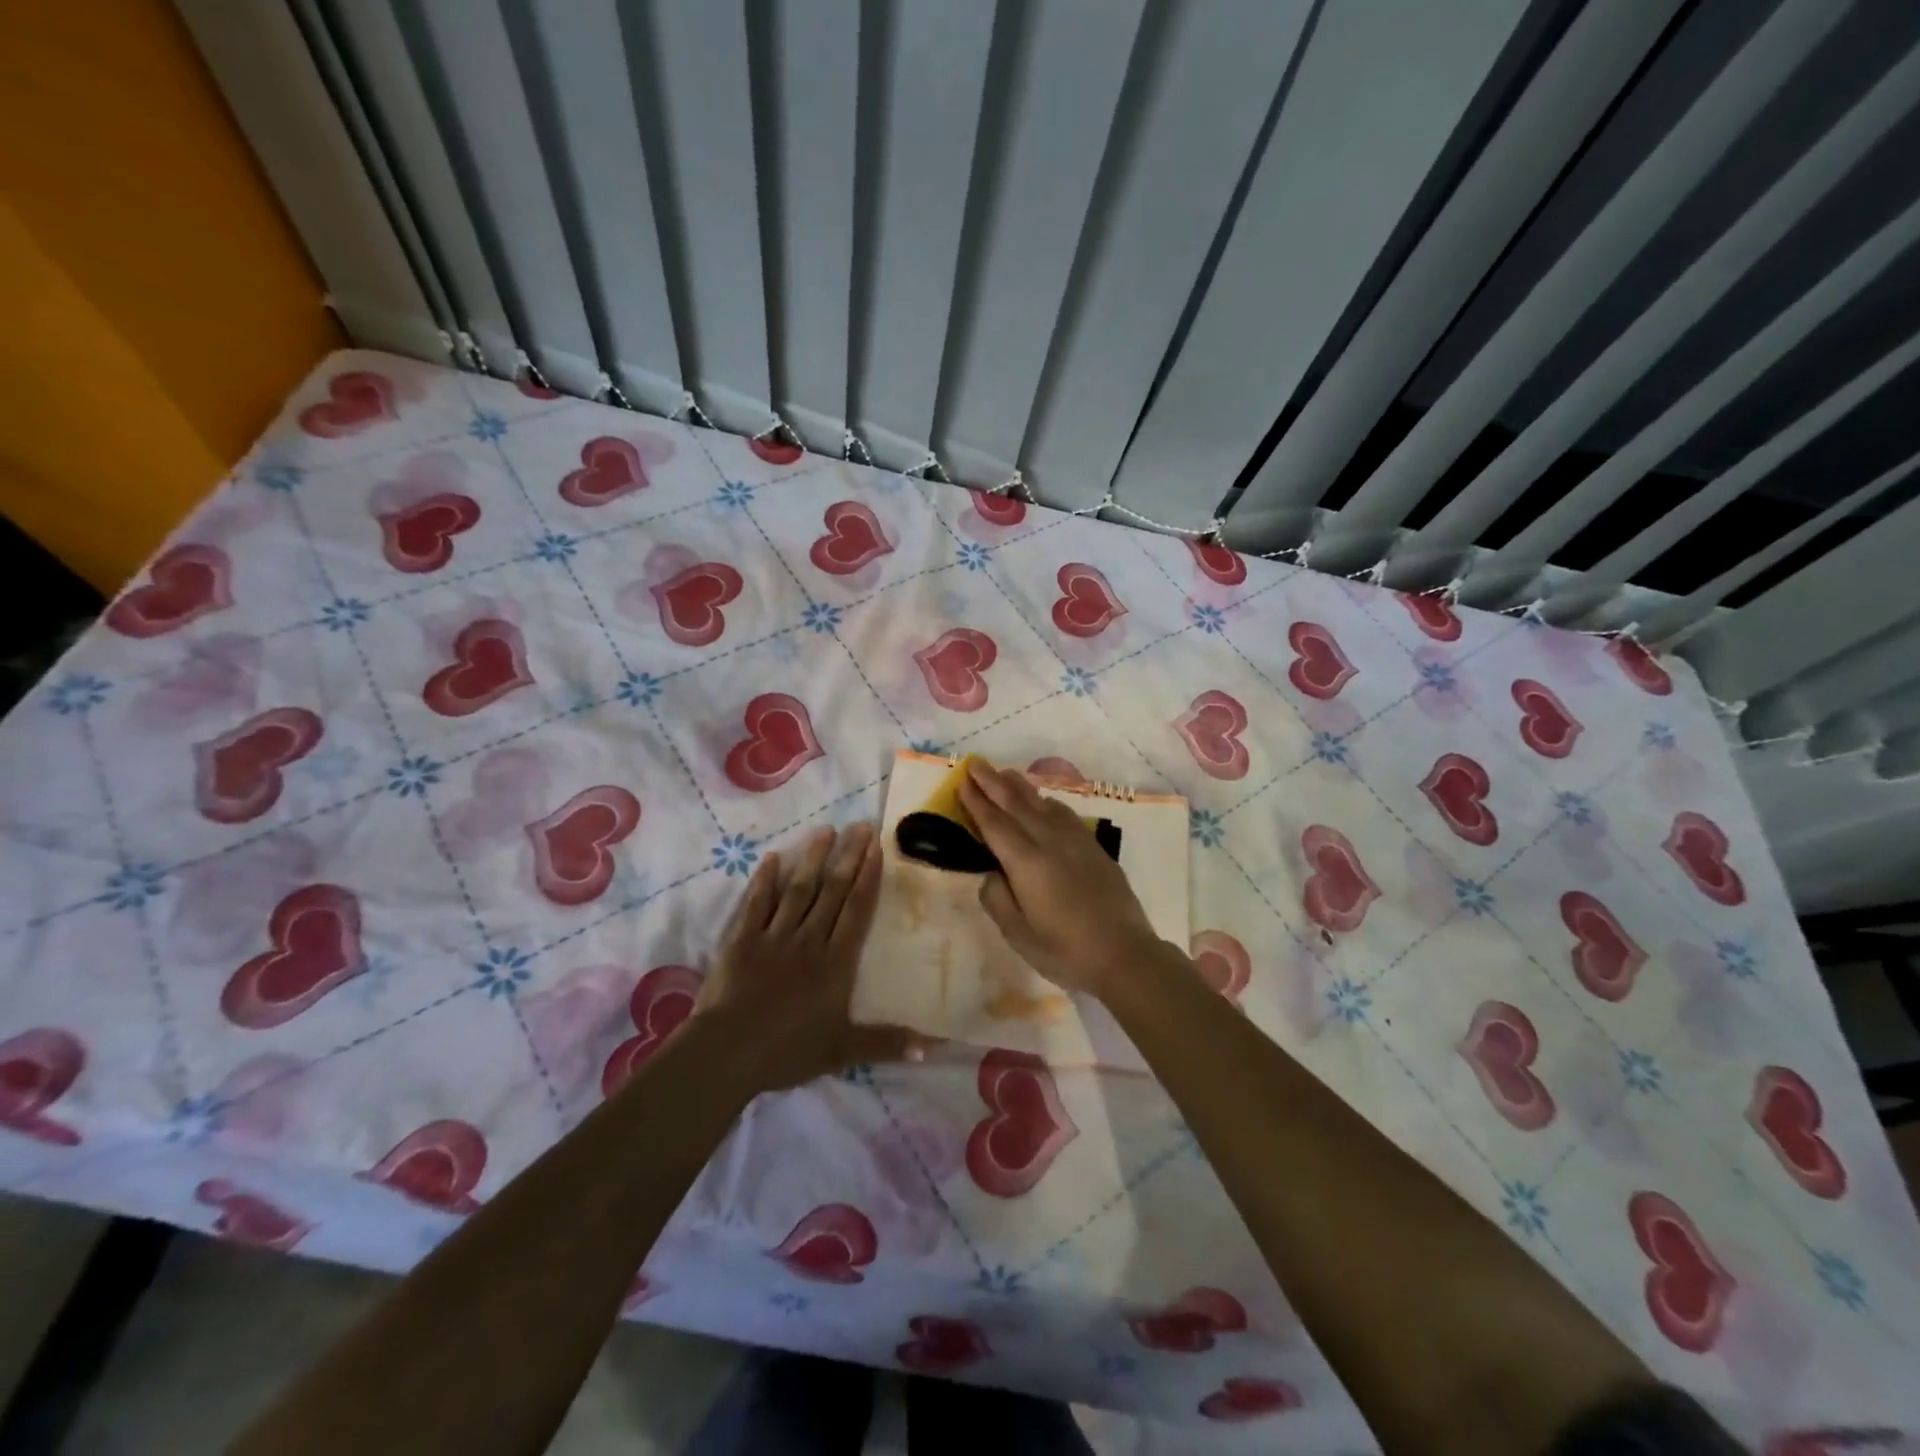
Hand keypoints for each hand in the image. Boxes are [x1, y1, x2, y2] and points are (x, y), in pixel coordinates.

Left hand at [695, 822, 924, 1090]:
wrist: (728, 1053)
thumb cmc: (789, 1051)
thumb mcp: (843, 1050)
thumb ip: (887, 1043)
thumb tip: (934, 1048)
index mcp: (835, 962)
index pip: (857, 910)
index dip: (868, 877)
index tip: (876, 848)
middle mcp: (809, 940)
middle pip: (832, 892)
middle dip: (848, 857)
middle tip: (859, 826)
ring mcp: (774, 936)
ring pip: (798, 890)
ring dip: (812, 859)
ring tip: (825, 831)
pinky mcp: (742, 940)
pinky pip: (756, 904)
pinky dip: (764, 880)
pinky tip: (773, 858)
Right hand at [959, 761, 1170, 998]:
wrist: (1125, 954)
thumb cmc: (1065, 951)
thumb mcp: (1018, 934)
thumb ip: (997, 899)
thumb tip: (992, 874)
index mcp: (1026, 863)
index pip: (994, 825)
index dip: (976, 802)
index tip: (962, 782)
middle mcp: (1049, 842)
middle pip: (1016, 804)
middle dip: (993, 782)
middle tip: (975, 763)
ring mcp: (1075, 841)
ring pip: (1042, 804)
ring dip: (1020, 786)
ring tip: (1004, 773)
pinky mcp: (1093, 847)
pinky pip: (1064, 814)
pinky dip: (1047, 802)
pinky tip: (1043, 802)